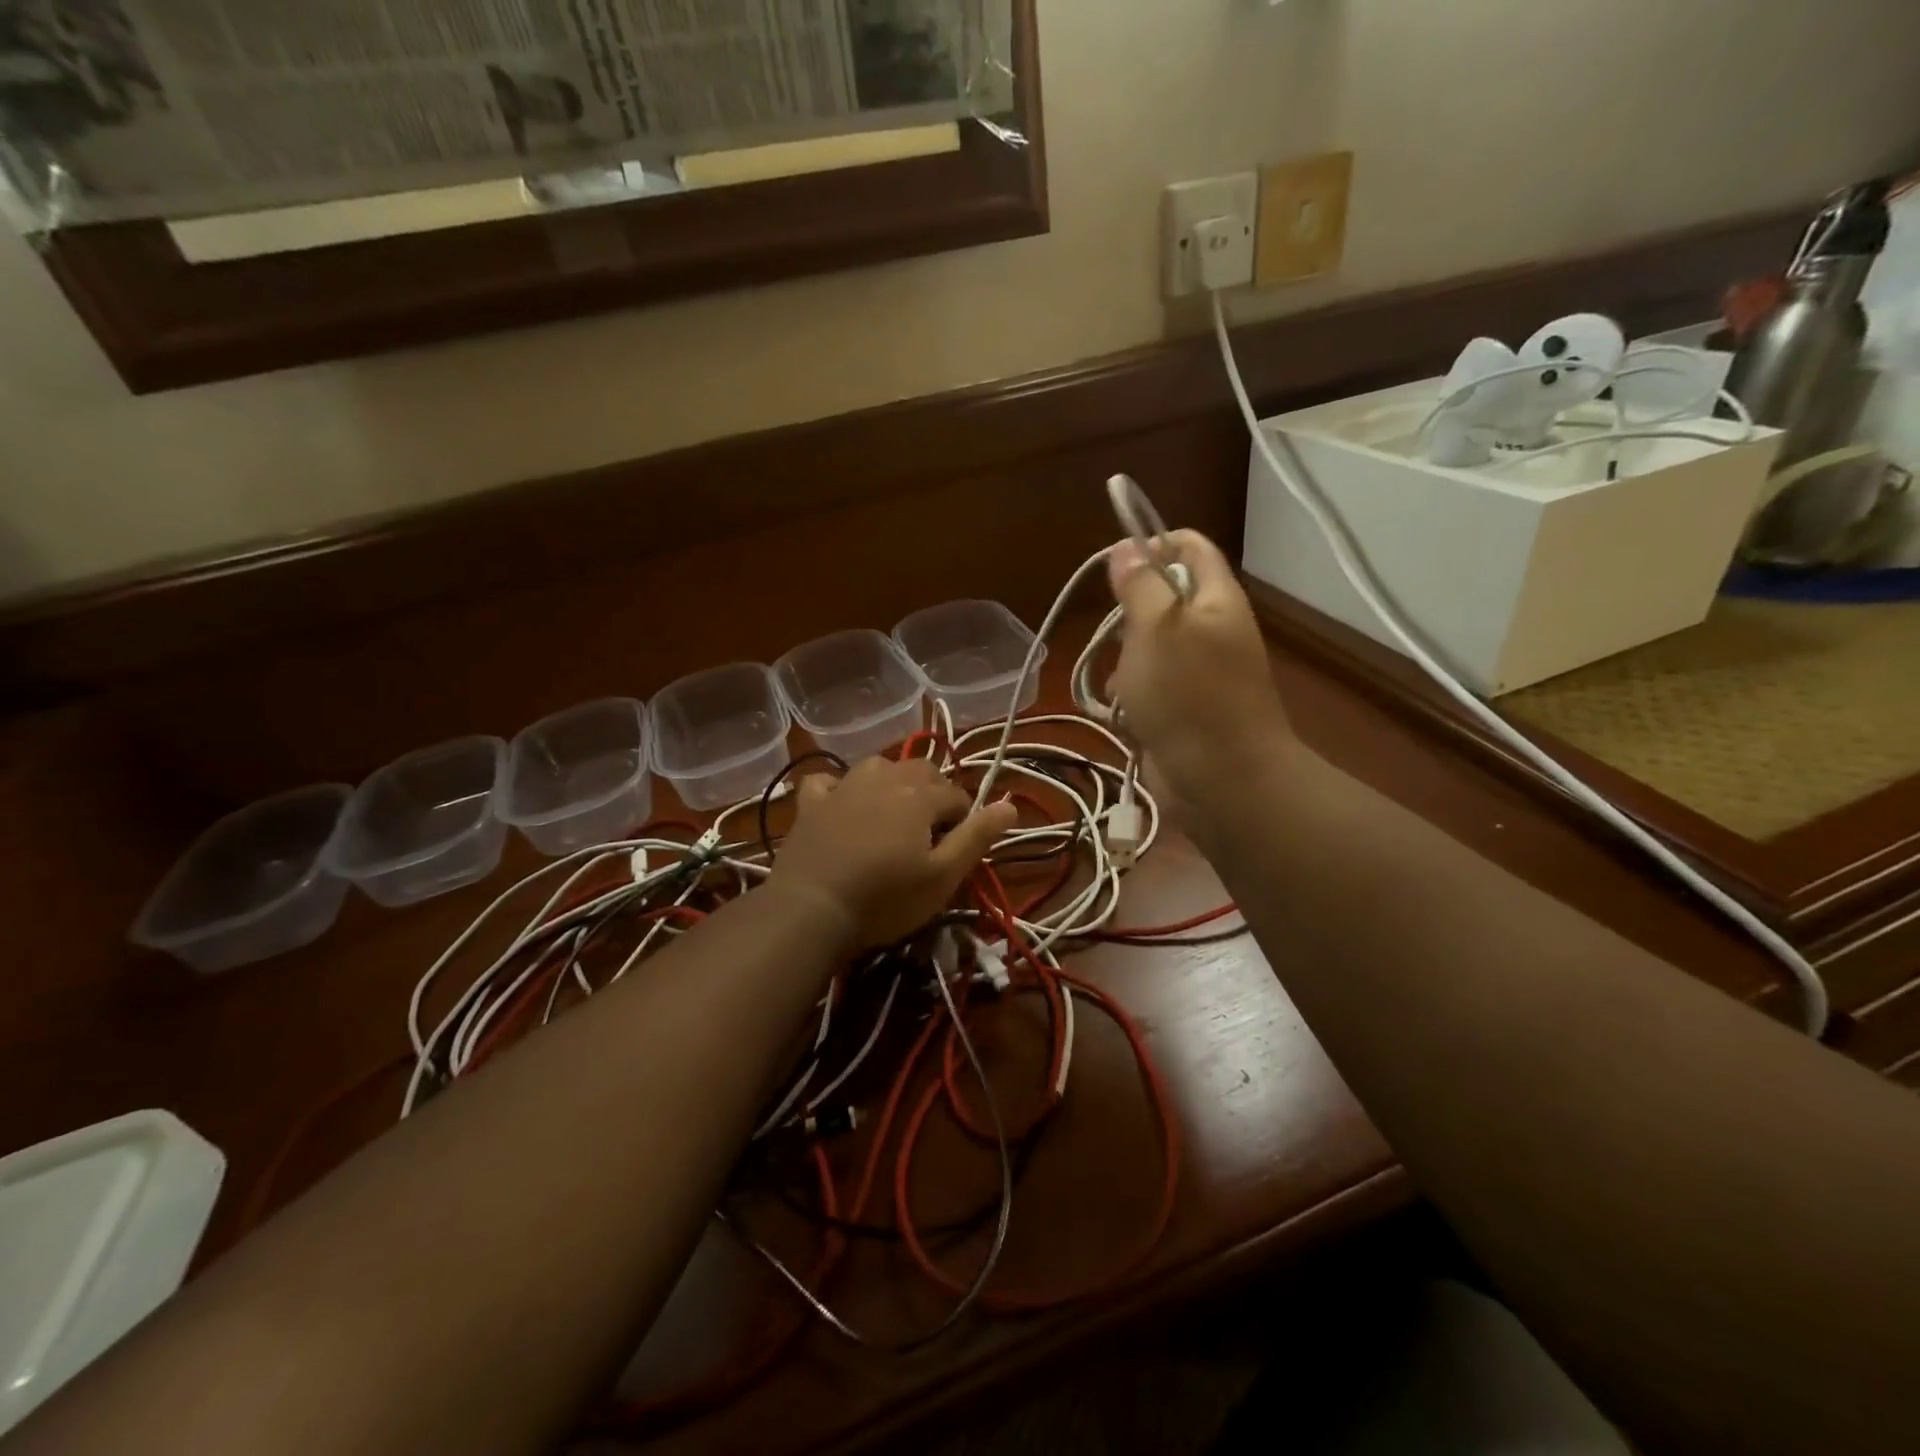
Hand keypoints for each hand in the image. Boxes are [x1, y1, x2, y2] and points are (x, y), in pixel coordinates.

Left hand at [768, 756, 1018, 949]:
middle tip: (930, 835)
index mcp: (920, 794)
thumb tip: (1010, 804)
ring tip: (893, 814)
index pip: (956, 795)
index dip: (964, 821)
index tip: (956, 851)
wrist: (811, 909)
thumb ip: (977, 837)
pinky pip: (827, 780)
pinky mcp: (811, 803)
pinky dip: (838, 787)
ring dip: (892, 782)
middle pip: (921, 770)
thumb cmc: (885, 898)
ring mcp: (843, 786)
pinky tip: (840, 803)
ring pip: (878, 765)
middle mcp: (884, 777)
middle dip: (933, 793)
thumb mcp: (943, 876)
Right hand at [1107, 529, 1291, 806]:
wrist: (1224, 782)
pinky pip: (1149, 688)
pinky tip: (1123, 714)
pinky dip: (1131, 697)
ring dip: (1125, 662)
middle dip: (1129, 615)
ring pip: (1148, 648)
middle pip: (1162, 599)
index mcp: (1216, 599)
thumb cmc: (1188, 696)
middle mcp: (1212, 630)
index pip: (1189, 546)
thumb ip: (1140, 584)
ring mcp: (1200, 673)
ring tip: (1120, 685)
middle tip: (1117, 636)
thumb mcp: (1156, 628)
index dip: (1153, 544)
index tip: (1116, 568)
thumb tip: (1128, 546)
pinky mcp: (1185, 709)